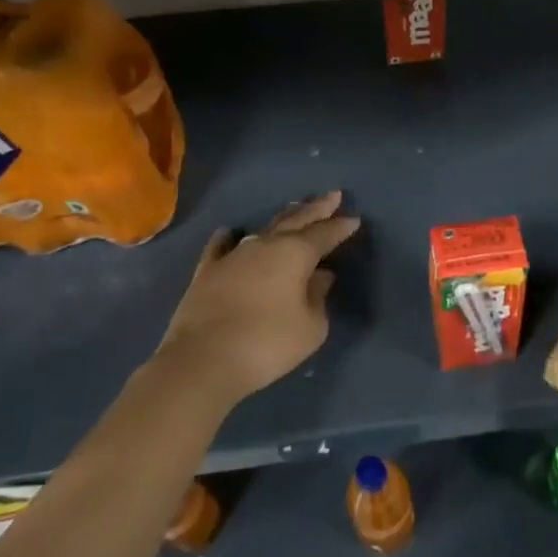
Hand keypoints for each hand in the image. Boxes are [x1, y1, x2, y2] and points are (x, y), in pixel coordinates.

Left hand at [152, 191, 360, 407]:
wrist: (203, 360)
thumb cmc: (267, 343)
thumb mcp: (311, 327)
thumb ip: (318, 297)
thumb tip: (320, 276)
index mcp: (295, 254)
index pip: (325, 234)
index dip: (341, 227)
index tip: (354, 219)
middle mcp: (266, 245)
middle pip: (296, 220)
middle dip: (317, 208)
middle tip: (333, 196)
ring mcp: (233, 255)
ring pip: (263, 228)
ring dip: (283, 218)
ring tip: (295, 208)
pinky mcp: (207, 271)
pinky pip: (220, 246)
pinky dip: (228, 237)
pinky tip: (230, 232)